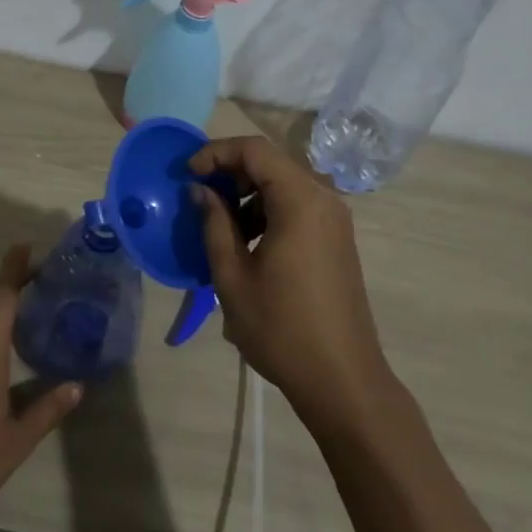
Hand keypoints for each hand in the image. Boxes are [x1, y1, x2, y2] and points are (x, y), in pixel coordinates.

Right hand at [190, 136, 391, 429]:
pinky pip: (298, 207)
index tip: (187, 175)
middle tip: (199, 197)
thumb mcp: (233, 276)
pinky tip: (248, 244)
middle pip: (270, 164)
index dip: (216, 153)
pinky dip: (268, 211)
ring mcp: (334, 219)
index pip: (254, 150)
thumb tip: (200, 190)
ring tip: (219, 226)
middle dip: (230, 173)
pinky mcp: (337, 239)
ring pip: (283, 185)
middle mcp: (323, 199)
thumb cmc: (281, 328)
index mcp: (299, 200)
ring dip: (247, 195)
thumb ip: (214, 223)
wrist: (343, 380)